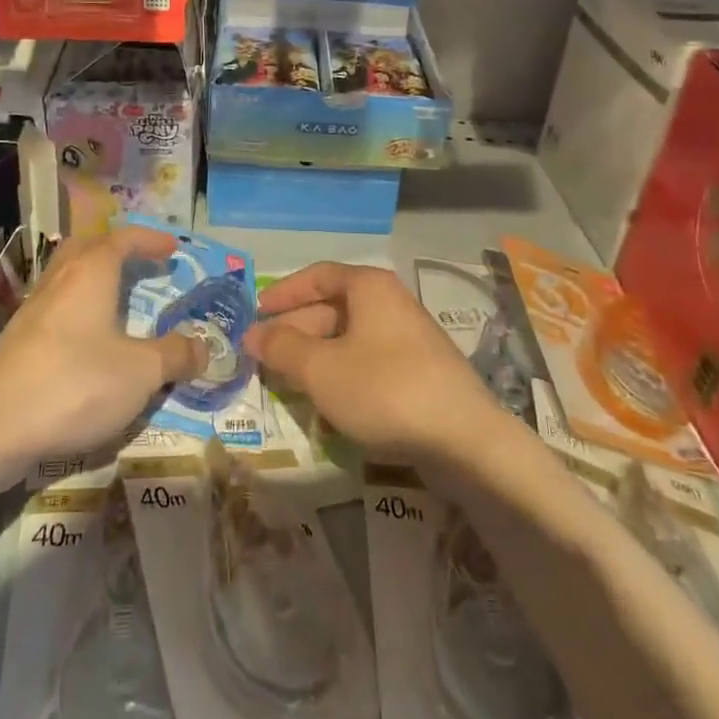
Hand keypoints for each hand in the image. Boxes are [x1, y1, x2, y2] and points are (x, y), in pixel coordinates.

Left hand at [0, 226, 206, 472]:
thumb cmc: (73, 385)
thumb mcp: (140, 373)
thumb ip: (175, 355)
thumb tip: (205, 347)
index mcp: (90, 273)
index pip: (123, 239)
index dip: (150, 240)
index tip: (173, 249)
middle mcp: (59, 281)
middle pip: (86, 248)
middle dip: (115, 251)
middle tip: (139, 264)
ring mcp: (33, 310)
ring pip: (66, 278)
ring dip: (94, 281)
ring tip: (118, 303)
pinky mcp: (17, 342)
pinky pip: (56, 309)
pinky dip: (78, 312)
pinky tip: (89, 343)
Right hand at [242, 261, 510, 465]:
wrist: (465, 442)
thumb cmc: (384, 389)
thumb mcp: (321, 369)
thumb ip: (282, 347)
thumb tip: (252, 333)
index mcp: (369, 287)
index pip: (318, 275)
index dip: (284, 292)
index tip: (256, 312)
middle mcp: (391, 303)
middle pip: (333, 308)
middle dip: (296, 331)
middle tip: (264, 356)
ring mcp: (410, 339)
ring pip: (350, 339)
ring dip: (316, 356)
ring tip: (287, 382)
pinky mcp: (421, 374)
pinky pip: (369, 363)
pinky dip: (342, 375)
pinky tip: (328, 405)